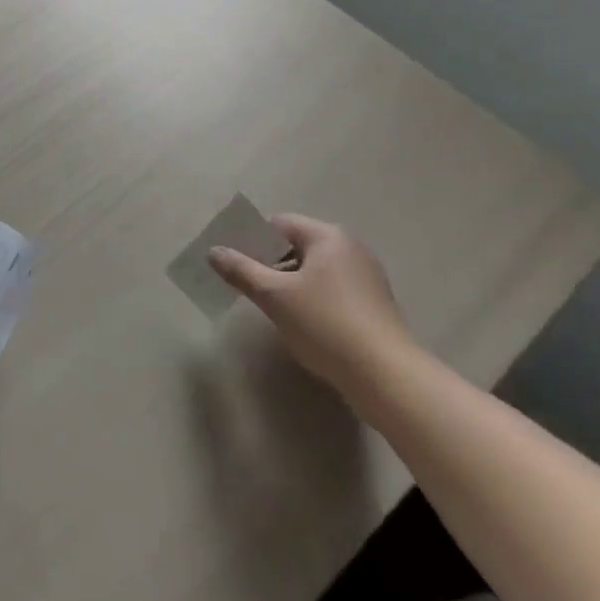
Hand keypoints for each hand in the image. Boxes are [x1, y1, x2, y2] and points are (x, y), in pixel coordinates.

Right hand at [208, 214, 418, 395]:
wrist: (386, 376)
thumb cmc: (325, 324)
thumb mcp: (274, 296)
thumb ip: (241, 270)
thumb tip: (213, 251)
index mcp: (328, 237)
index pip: (279, 224)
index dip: (252, 239)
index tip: (233, 262)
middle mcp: (350, 248)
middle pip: (297, 245)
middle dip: (269, 262)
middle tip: (247, 285)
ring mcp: (366, 276)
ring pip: (314, 269)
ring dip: (289, 282)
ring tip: (270, 306)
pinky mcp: (373, 304)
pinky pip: (331, 288)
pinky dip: (311, 297)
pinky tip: (301, 322)